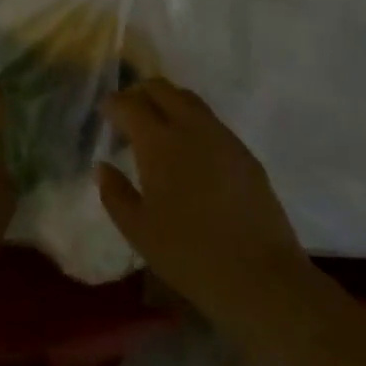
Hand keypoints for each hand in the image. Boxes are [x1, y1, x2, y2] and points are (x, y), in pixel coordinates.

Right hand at [98, 80, 305, 330]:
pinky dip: (192, 122)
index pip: (128, 103)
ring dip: (167, 103)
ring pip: (188, 99)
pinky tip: (190, 152)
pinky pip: (211, 121)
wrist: (261, 277)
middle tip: (129, 116)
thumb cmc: (189, 255)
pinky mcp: (245, 153)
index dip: (112, 104)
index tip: (105, 115)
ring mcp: (222, 136)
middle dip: (140, 93)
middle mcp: (190, 126)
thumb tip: (104, 166)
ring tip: (158, 130)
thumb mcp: (138, 231)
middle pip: (160, 88)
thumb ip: (115, 193)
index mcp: (158, 141)